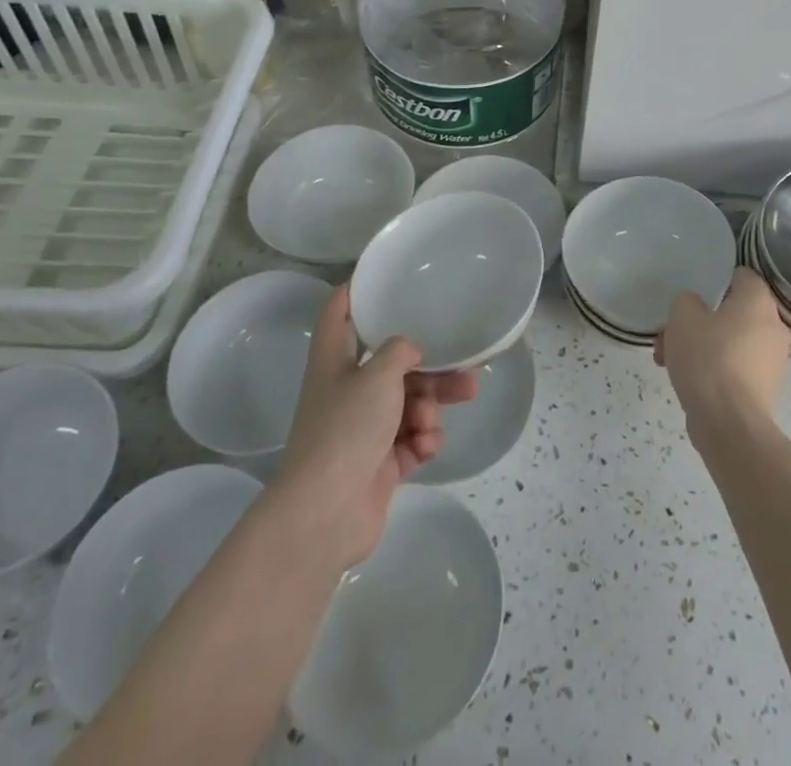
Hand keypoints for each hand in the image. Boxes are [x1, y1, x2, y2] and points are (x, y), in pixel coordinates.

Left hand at [274, 284, 477, 568]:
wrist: (325, 513)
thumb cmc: (346, 429)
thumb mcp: (377, 375)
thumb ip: (399, 351)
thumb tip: (409, 352)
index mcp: (334, 361)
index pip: (338, 314)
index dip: (353, 291)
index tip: (377, 277)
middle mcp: (347, 391)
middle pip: (392, 365)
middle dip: (430, 367)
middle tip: (465, 368)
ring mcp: (363, 429)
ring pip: (409, 403)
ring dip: (433, 406)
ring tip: (463, 400)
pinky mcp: (379, 463)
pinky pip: (410, 439)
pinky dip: (423, 440)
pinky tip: (424, 448)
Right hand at [655, 267, 790, 450]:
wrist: (730, 425)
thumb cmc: (709, 359)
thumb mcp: (683, 317)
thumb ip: (686, 300)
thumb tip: (694, 306)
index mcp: (758, 301)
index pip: (741, 276)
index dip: (714, 280)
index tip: (691, 293)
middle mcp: (773, 326)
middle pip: (731, 312)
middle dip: (698, 321)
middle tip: (670, 333)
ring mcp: (773, 360)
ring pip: (730, 341)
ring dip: (701, 346)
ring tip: (668, 361)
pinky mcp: (765, 389)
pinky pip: (735, 367)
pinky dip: (714, 369)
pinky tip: (686, 381)